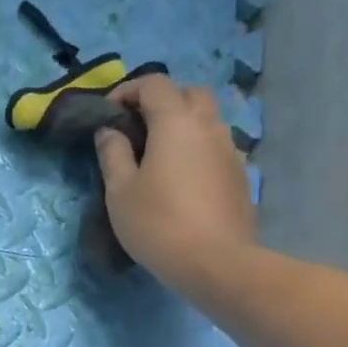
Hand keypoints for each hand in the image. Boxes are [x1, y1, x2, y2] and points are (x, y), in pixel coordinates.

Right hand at [94, 73, 255, 284]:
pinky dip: (195, 147)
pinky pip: (214, 145)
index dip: (128, 91)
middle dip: (161, 101)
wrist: (215, 262)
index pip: (154, 84)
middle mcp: (208, 126)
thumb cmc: (157, 223)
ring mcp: (229, 149)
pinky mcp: (239, 174)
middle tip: (137, 128)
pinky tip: (179, 178)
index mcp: (176, 122)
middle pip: (188, 93)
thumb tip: (109, 130)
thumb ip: (113, 153)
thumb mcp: (120, 191)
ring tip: (157, 154)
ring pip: (206, 119)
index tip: (109, 114)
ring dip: (181, 124)